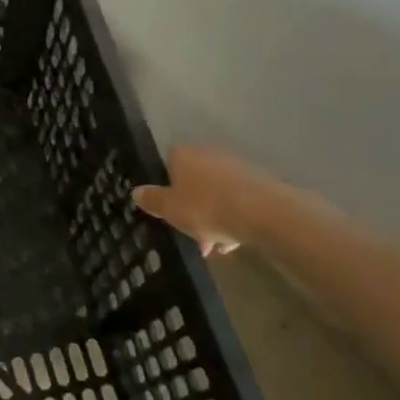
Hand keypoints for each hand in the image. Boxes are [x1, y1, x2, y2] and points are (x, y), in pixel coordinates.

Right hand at [133, 144, 277, 256]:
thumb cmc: (206, 207)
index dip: (165, 187)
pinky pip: (236, 199)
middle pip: (192, 180)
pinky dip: (232, 217)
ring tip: (216, 246)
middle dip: (191, 207)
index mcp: (182, 154)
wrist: (264, 212)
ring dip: (212, 216)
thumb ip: (152, 200)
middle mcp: (207, 153)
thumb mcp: (170, 209)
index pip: (167, 163)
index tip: (168, 210)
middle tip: (191, 233)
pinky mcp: (257, 181)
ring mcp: (234, 165)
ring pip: (215, 192)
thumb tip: (136, 191)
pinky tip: (234, 242)